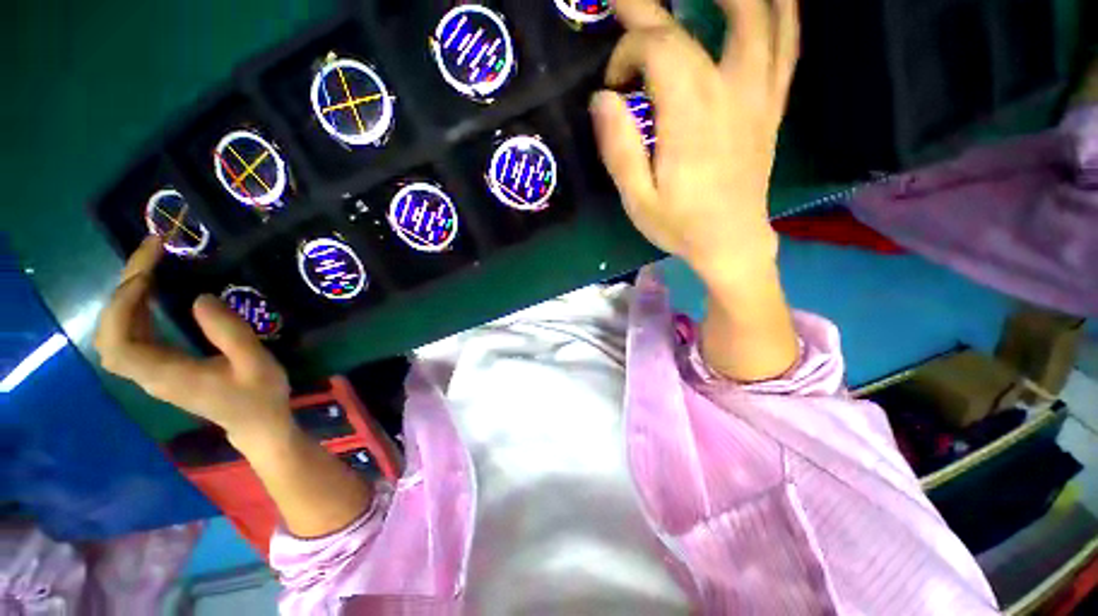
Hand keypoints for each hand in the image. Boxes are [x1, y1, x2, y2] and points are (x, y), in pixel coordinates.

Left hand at [95, 237, 292, 439]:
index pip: (119, 341)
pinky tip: (151, 295)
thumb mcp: (255, 363)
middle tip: (149, 259)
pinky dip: (133, 311)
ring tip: (150, 270)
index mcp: (167, 375)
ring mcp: (152, 373)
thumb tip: (199, 297)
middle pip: (109, 335)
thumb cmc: (260, 396)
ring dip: (124, 299)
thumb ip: (229, 332)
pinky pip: (131, 337)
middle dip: (120, 293)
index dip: (122, 305)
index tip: (148, 275)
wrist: (259, 425)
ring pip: (115, 335)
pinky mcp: (161, 369)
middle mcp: (149, 374)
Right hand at [592, 0, 798, 282]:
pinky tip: (769, 0)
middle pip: (697, 23)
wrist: (732, 241)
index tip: (614, 86)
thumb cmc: (681, 225)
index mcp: (690, 115)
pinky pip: (787, 43)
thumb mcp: (638, 199)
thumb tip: (602, 99)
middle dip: (654, 5)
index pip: (657, 49)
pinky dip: (781, 10)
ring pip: (760, 16)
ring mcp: (759, 93)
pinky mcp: (772, 104)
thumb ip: (619, 149)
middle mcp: (729, 91)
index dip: (627, 54)